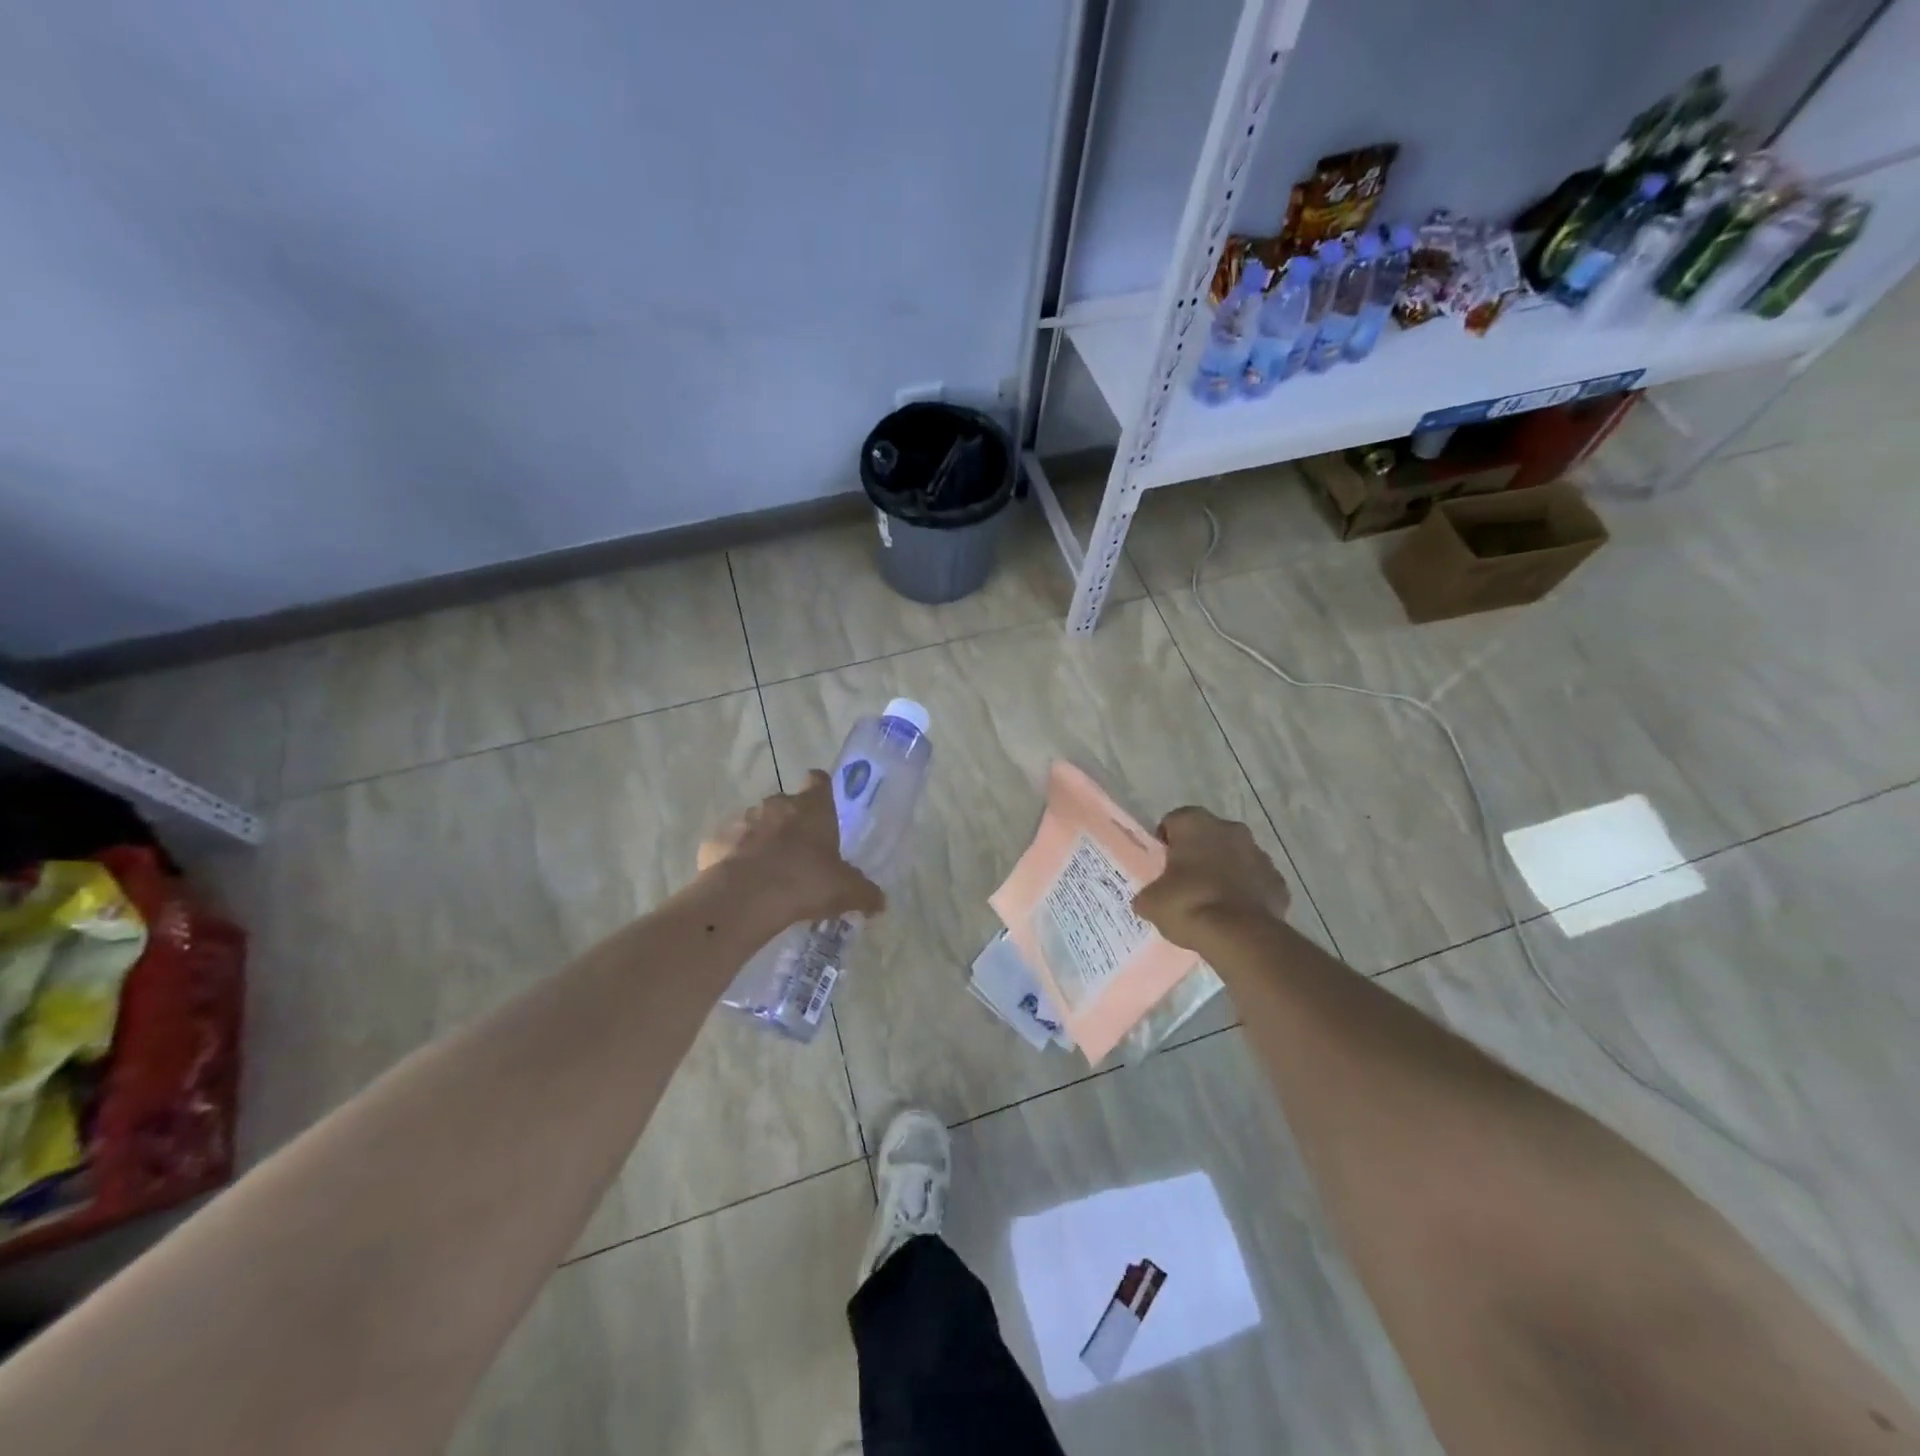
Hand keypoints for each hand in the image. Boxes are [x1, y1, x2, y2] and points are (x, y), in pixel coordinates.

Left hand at [697, 771, 885, 926]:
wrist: (745, 898)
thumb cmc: (805, 882)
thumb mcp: (846, 891)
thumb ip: (865, 893)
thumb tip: (881, 902)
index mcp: (811, 807)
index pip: (819, 781)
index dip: (821, 791)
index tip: (823, 810)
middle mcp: (776, 804)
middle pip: (785, 805)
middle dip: (790, 824)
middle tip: (799, 856)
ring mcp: (741, 820)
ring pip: (754, 824)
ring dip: (761, 841)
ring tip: (767, 875)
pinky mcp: (714, 842)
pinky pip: (728, 847)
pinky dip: (733, 860)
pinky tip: (741, 884)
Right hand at [1132, 807, 1290, 950]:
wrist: (1240, 935)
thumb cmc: (1188, 904)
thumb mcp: (1151, 902)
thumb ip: (1150, 892)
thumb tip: (1150, 899)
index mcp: (1194, 823)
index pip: (1174, 821)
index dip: (1167, 842)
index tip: (1163, 865)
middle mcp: (1229, 828)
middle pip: (1209, 835)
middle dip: (1199, 853)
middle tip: (1186, 882)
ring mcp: (1259, 853)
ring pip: (1236, 856)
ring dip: (1225, 870)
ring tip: (1212, 901)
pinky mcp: (1277, 880)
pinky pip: (1256, 880)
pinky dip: (1247, 891)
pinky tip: (1235, 914)